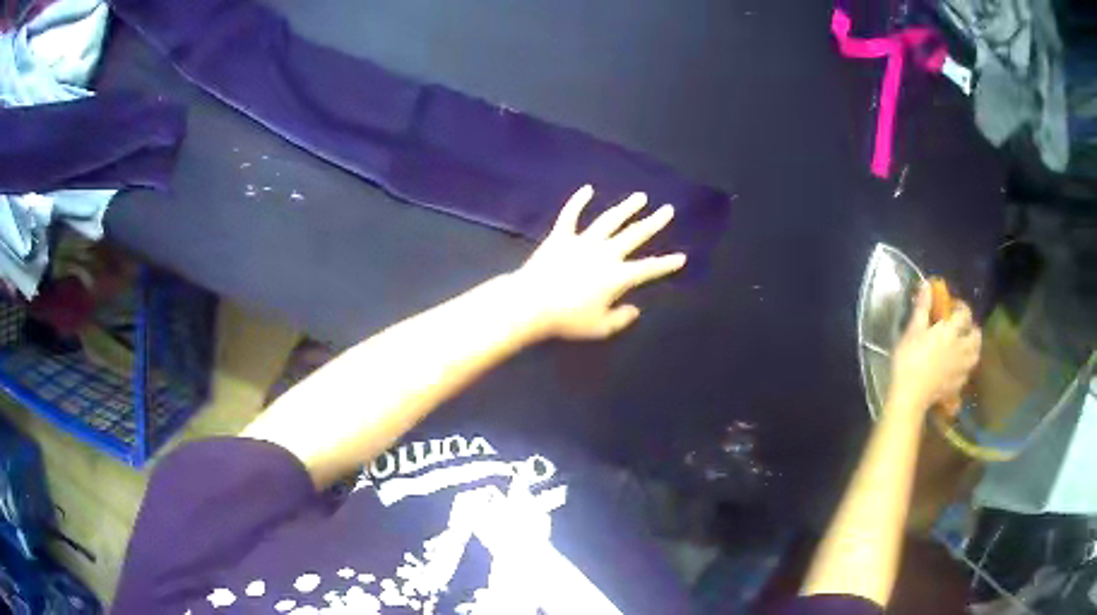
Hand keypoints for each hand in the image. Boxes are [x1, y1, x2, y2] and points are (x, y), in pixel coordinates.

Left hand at [512, 185, 686, 339]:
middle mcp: (605, 253)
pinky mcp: (560, 237)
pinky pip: (570, 215)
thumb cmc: (567, 319)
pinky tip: (587, 189)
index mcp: (618, 276)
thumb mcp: (599, 327)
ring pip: (609, 220)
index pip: (648, 269)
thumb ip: (620, 318)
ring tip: (640, 197)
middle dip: (653, 223)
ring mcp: (582, 241)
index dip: (666, 264)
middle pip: (634, 235)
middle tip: (668, 210)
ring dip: (626, 208)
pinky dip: (578, 201)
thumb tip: (635, 310)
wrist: (532, 303)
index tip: (682, 257)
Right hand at [887, 283, 981, 413]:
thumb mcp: (912, 330)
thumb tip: (927, 285)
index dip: (961, 307)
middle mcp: (960, 348)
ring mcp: (960, 369)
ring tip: (965, 348)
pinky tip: (957, 369)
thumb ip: (923, 308)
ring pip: (976, 355)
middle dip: (972, 329)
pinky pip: (967, 374)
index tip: (952, 306)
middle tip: (963, 328)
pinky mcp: (956, 386)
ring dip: (973, 348)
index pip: (965, 314)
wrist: (909, 396)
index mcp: (951, 332)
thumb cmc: (909, 360)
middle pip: (976, 336)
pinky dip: (965, 368)